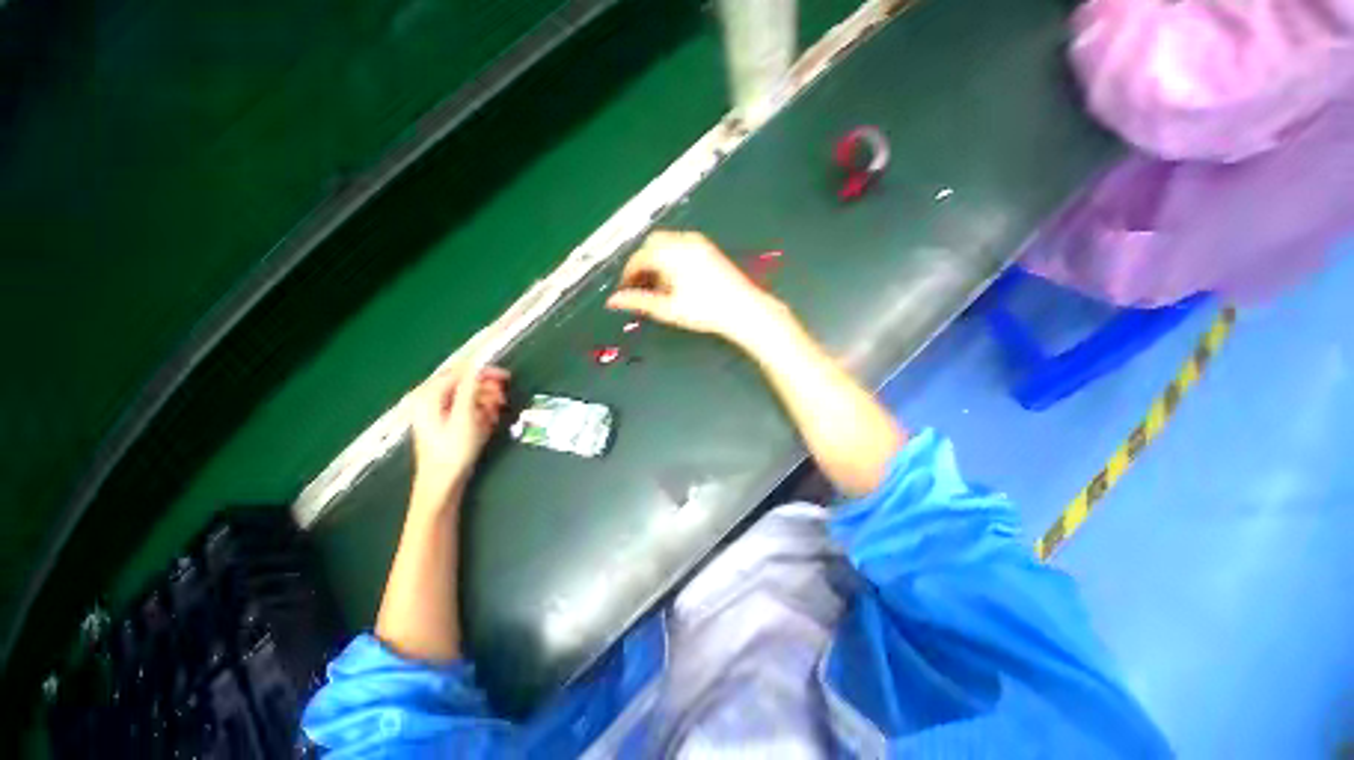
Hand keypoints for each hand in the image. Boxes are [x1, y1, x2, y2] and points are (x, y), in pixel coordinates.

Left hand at [407, 363, 509, 509]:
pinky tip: (487, 422)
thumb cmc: (452, 451)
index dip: (484, 372)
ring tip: (495, 414)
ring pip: (467, 395)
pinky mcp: (444, 421)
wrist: (443, 482)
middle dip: (486, 390)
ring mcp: (435, 411)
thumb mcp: (464, 417)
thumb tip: (478, 365)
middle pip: (464, 383)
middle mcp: (429, 399)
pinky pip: (465, 407)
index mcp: (428, 395)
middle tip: (502, 400)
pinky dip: (479, 411)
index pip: (460, 372)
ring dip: (485, 401)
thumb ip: (470, 388)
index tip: (506, 377)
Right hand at [605, 230, 778, 342]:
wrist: (743, 309)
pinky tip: (676, 278)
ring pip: (666, 244)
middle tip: (641, 287)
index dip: (628, 274)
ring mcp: (698, 242)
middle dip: (642, 264)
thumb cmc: (705, 311)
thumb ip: (638, 301)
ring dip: (656, 260)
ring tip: (659, 286)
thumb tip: (613, 301)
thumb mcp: (668, 308)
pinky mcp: (708, 248)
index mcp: (670, 253)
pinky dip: (671, 257)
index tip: (626, 290)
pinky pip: (681, 245)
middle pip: (651, 245)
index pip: (639, 258)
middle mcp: (682, 241)